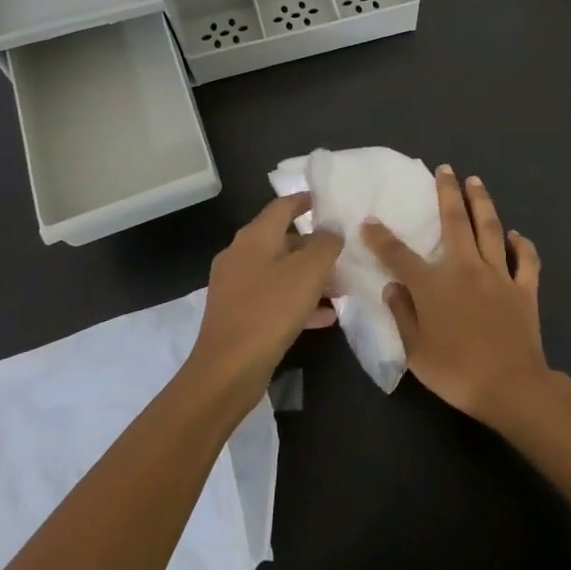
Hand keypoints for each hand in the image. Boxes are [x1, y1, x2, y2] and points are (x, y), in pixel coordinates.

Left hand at [191, 193, 343, 397]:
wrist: (228, 369)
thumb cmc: (270, 310)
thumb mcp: (309, 272)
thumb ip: (325, 244)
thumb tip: (331, 231)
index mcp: (253, 237)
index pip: (281, 207)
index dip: (303, 201)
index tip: (324, 201)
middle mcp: (240, 256)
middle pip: (281, 240)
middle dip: (313, 246)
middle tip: (342, 252)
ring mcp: (236, 287)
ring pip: (279, 272)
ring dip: (309, 277)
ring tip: (340, 287)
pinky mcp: (238, 315)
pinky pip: (273, 299)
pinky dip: (298, 302)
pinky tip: (325, 317)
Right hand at [364, 166, 550, 424]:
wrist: (511, 386)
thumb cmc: (456, 371)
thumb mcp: (416, 351)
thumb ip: (403, 314)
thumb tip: (393, 285)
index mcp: (434, 284)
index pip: (400, 254)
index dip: (382, 237)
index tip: (370, 221)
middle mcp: (466, 268)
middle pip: (455, 222)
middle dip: (447, 193)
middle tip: (444, 170)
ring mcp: (499, 275)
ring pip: (490, 229)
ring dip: (482, 202)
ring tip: (475, 181)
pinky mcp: (524, 288)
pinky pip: (526, 260)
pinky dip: (522, 245)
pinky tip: (517, 234)